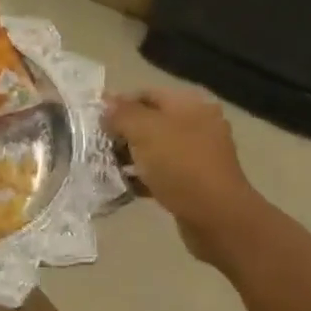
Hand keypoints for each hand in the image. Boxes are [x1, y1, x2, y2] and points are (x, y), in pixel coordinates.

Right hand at [104, 86, 262, 268]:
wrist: (216, 216)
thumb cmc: (179, 165)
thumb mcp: (144, 131)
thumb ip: (122, 114)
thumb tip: (106, 103)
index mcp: (190, 104)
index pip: (146, 94)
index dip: (118, 104)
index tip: (94, 121)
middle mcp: (198, 124)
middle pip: (151, 121)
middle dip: (123, 133)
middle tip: (97, 146)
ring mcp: (198, 154)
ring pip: (155, 148)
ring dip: (131, 156)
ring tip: (105, 167)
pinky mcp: (195, 181)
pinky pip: (163, 172)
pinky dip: (143, 177)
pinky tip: (124, 186)